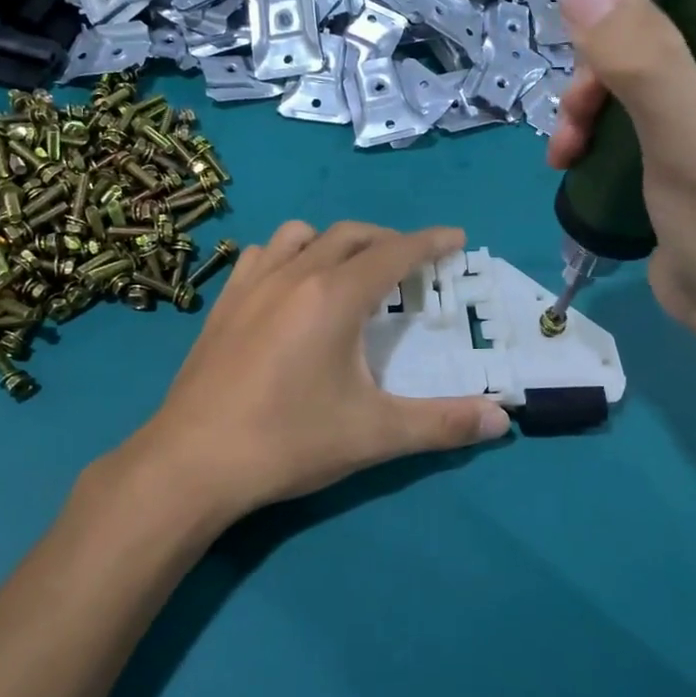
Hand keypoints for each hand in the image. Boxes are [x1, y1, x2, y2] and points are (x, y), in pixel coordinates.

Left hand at [98, 222, 510, 533]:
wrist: (192, 462)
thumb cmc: (288, 442)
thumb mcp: (374, 435)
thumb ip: (443, 424)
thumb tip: (503, 419)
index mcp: (334, 296)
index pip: (394, 253)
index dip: (430, 242)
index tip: (455, 237)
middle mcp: (294, 275)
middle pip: (351, 234)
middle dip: (389, 240)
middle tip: (412, 263)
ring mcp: (252, 284)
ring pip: (302, 234)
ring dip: (336, 241)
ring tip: (351, 269)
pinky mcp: (223, 303)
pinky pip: (263, 255)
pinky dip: (289, 254)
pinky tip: (291, 286)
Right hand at [546, 0, 695, 348]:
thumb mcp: (689, 131)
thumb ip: (639, 57)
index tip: (611, 17)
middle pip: (675, 25)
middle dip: (611, 61)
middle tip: (577, 102)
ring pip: (645, 70)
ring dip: (593, 100)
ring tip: (565, 143)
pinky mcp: (693, 147)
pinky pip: (637, 112)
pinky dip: (598, 128)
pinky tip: (568, 156)